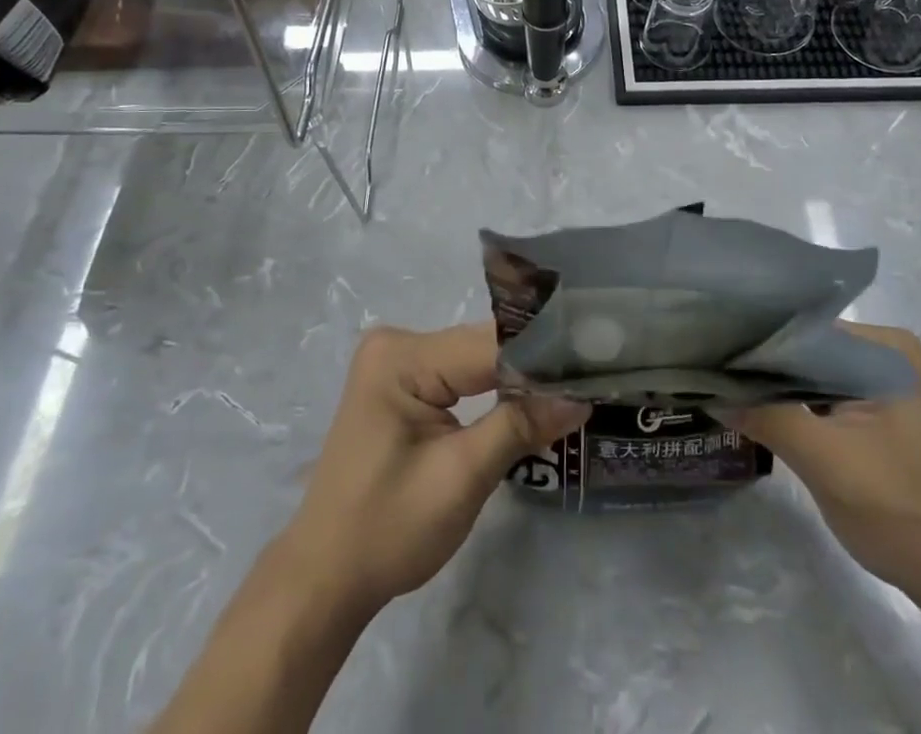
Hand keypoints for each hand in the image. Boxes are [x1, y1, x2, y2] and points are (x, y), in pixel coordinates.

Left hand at [278, 323, 588, 614]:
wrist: (326, 577)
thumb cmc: (388, 530)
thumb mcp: (462, 478)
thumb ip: (520, 426)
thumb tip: (581, 396)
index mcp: (402, 356)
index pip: (488, 344)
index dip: (543, 356)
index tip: (594, 364)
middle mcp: (396, 343)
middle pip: (482, 347)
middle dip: (533, 367)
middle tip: (592, 376)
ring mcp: (396, 362)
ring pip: (475, 360)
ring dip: (518, 378)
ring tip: (573, 386)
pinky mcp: (401, 384)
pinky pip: (459, 376)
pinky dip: (493, 390)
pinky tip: (530, 400)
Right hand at [719, 323, 920, 605]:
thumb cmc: (902, 513)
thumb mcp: (826, 463)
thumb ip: (768, 417)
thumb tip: (709, 390)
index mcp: (887, 348)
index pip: (804, 330)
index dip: (757, 344)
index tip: (710, 353)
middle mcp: (887, 352)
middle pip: (808, 350)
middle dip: (764, 368)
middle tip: (711, 373)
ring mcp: (884, 382)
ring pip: (812, 374)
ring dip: (777, 388)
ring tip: (724, 388)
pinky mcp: (879, 411)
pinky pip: (824, 396)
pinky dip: (795, 406)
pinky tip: (759, 412)